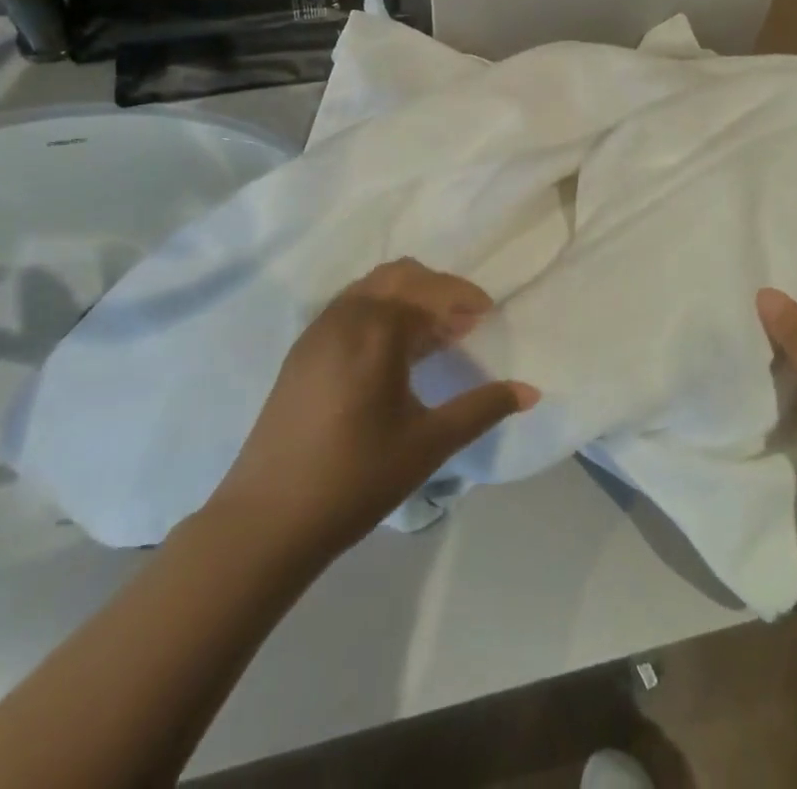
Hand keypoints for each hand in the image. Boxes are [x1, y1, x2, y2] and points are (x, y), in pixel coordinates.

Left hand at [205, 260, 538, 556]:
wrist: (265, 521)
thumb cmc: (356, 478)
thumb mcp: (429, 443)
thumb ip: (482, 408)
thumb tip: (531, 391)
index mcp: (377, 328)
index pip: (431, 292)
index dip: (464, 298)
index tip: (487, 315)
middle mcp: (346, 315)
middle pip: (400, 275)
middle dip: (437, 290)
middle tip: (463, 323)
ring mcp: (318, 330)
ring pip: (371, 288)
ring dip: (407, 298)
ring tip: (431, 337)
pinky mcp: (301, 351)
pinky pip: (350, 308)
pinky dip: (380, 312)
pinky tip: (391, 355)